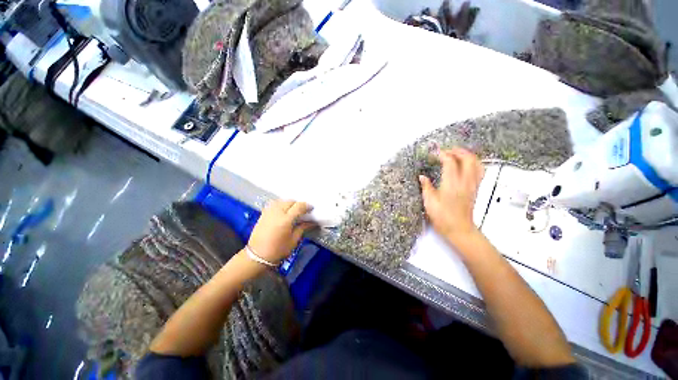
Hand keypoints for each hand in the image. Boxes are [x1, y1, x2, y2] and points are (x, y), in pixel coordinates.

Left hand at [247, 200, 315, 264]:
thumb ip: (302, 228)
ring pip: (281, 201)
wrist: (257, 256)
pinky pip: (274, 204)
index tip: (311, 208)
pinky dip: (280, 204)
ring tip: (293, 210)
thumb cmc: (278, 250)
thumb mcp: (293, 240)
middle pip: (290, 202)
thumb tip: (312, 222)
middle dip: (298, 204)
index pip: (299, 206)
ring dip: (289, 203)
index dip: (306, 206)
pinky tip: (283, 210)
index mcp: (286, 220)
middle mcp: (277, 213)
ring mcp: (269, 212)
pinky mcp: (263, 214)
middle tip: (303, 211)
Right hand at [419, 148, 484, 246]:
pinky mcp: (475, 189)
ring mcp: (473, 185)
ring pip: (476, 163)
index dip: (443, 155)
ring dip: (467, 155)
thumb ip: (426, 187)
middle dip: (458, 151)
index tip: (435, 153)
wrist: (459, 229)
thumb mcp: (429, 202)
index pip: (450, 162)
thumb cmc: (442, 217)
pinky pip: (479, 171)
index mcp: (451, 184)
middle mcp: (465, 182)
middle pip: (468, 159)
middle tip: (447, 151)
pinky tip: (466, 164)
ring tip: (457, 154)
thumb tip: (422, 176)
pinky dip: (473, 163)